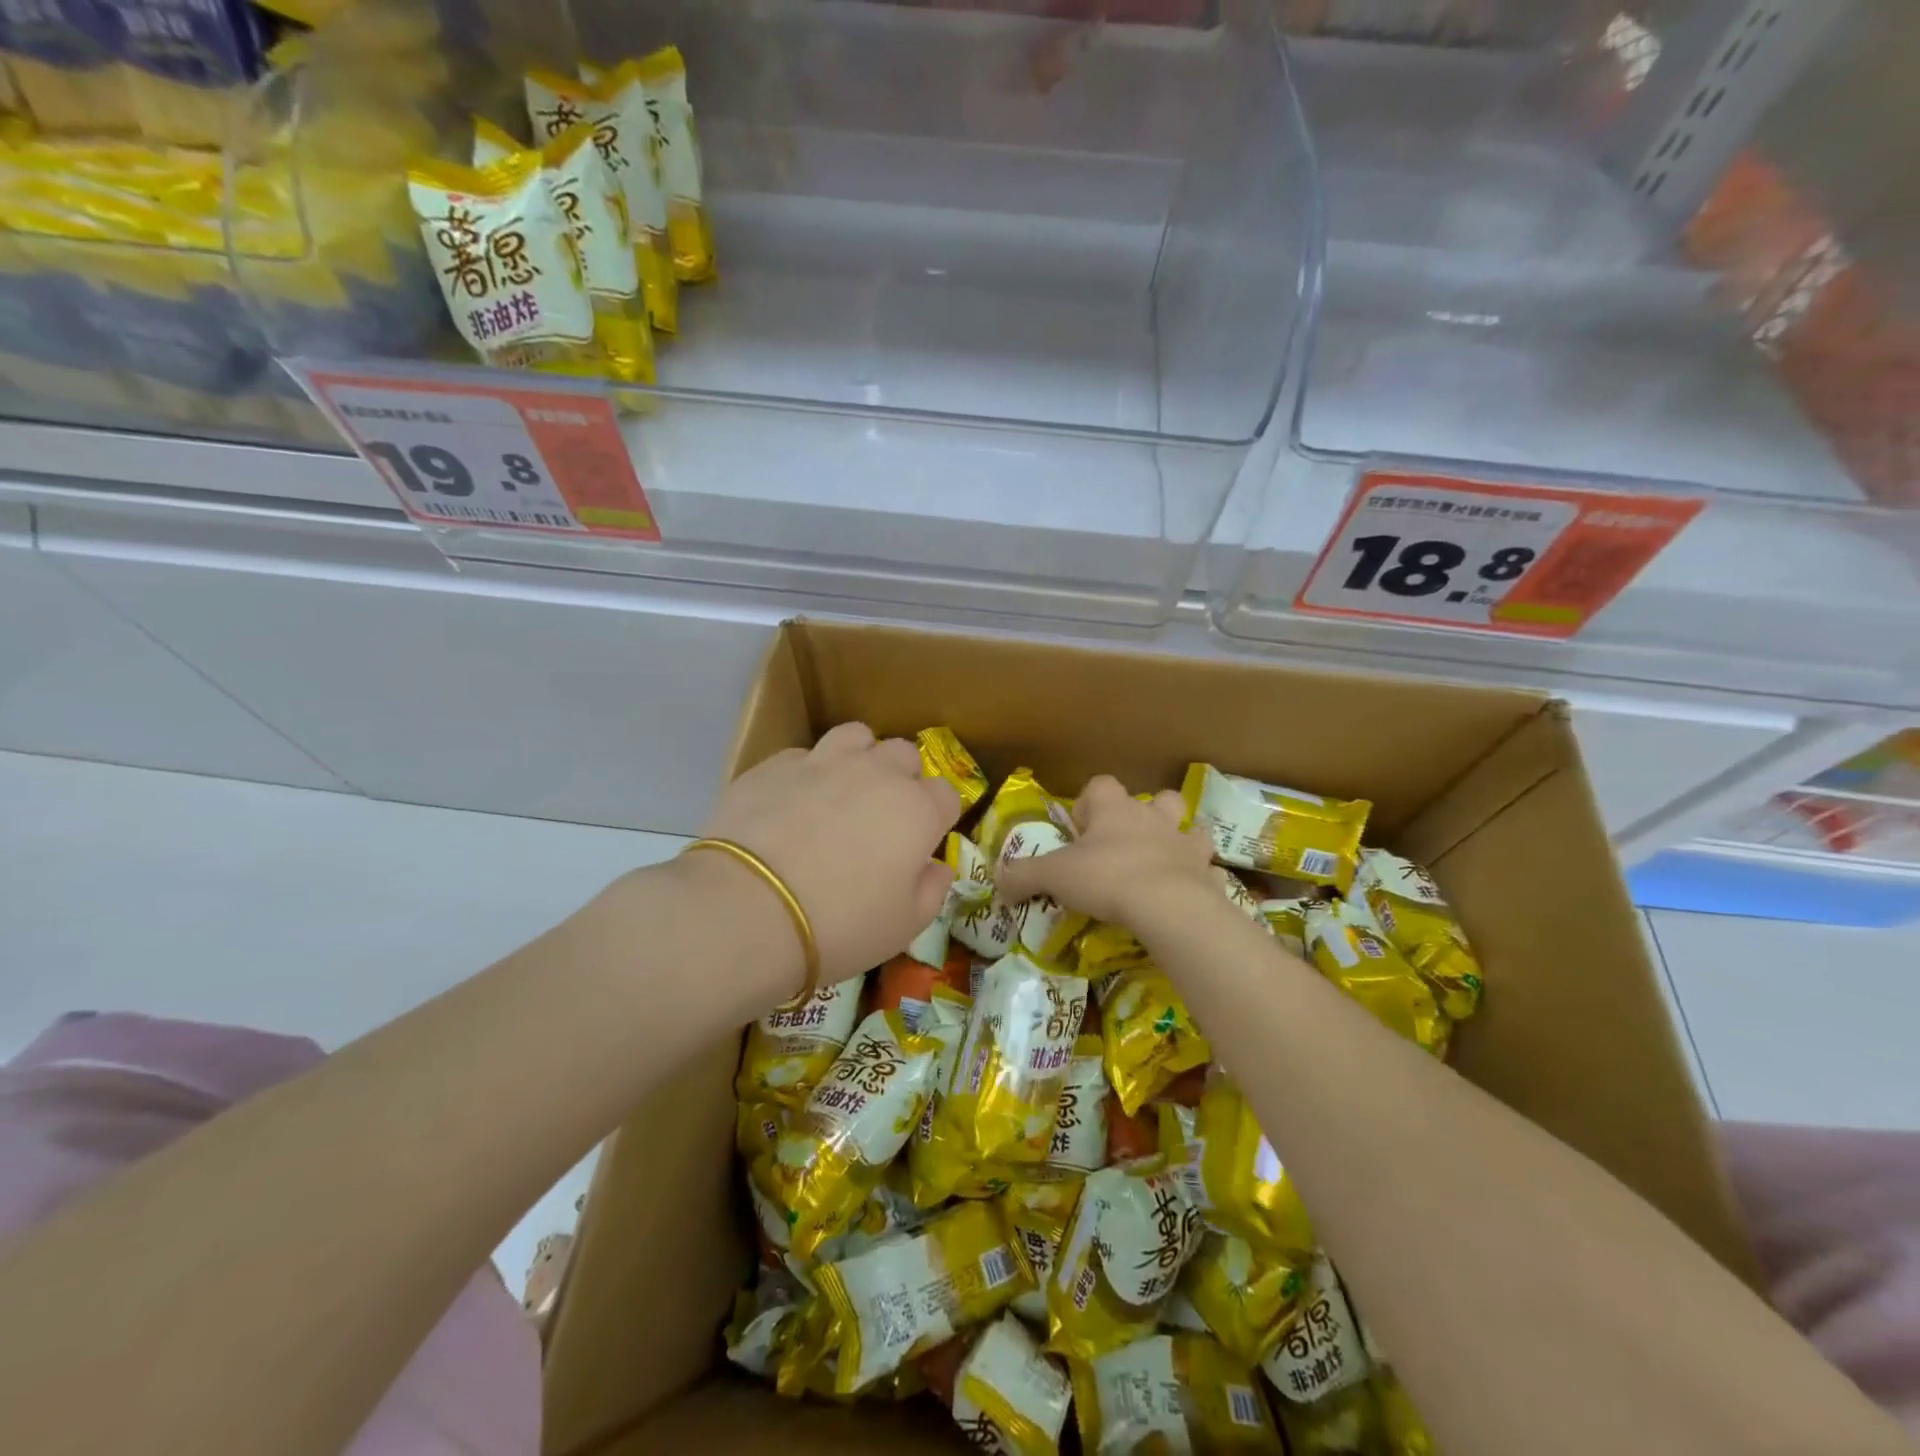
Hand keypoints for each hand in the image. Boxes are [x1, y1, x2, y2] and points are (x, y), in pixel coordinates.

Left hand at [695, 722, 961, 989]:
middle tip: (883, 816)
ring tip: (842, 790)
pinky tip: (792, 803)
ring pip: (856, 736)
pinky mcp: (775, 765)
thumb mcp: (903, 926)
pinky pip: (803, 755)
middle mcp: (876, 773)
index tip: (922, 842)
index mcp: (917, 810)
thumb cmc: (840, 925)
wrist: (748, 910)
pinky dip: (807, 773)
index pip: (946, 794)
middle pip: (905, 754)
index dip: (937, 817)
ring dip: (859, 757)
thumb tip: (937, 867)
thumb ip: (931, 890)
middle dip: (902, 778)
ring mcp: (823, 762)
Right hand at [994, 774, 1216, 930]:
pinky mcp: (1208, 874)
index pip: (1101, 785)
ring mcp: (1186, 844)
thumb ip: (1022, 876)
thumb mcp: (1054, 876)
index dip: (1088, 805)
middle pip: (1156, 799)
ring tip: (1163, 864)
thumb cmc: (1107, 878)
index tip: (1080, 832)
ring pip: (1190, 827)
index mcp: (1115, 809)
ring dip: (1179, 840)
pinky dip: (1200, 879)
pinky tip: (1190, 895)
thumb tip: (997, 883)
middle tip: (1124, 846)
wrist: (1168, 906)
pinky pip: (1208, 870)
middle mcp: (1153, 818)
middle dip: (1144, 815)